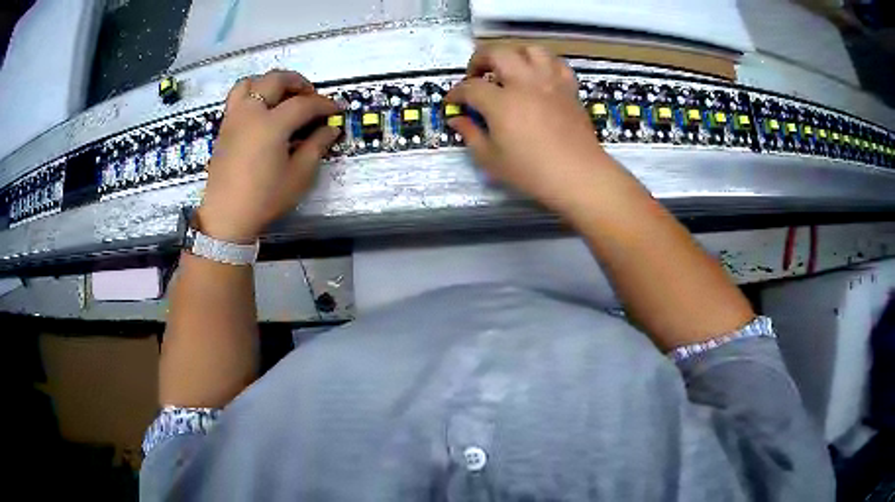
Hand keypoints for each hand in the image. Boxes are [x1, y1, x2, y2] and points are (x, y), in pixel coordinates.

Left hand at [198, 69, 340, 242]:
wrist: (227, 216)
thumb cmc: (265, 199)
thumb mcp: (299, 176)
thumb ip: (317, 146)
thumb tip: (331, 128)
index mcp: (271, 124)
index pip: (303, 104)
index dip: (324, 104)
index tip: (337, 109)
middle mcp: (251, 113)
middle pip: (275, 80)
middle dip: (298, 82)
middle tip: (310, 96)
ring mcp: (234, 118)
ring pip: (251, 82)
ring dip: (270, 83)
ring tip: (281, 96)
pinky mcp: (224, 127)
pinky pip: (237, 97)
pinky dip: (253, 93)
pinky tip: (262, 111)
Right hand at [446, 46, 615, 216]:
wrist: (579, 175)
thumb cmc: (532, 172)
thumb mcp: (491, 159)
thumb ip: (471, 135)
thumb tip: (457, 119)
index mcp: (501, 102)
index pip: (470, 87)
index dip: (456, 93)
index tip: (453, 101)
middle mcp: (524, 83)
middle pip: (497, 53)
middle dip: (479, 59)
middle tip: (476, 74)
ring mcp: (550, 82)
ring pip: (530, 49)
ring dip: (513, 53)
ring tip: (508, 67)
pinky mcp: (569, 88)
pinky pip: (556, 63)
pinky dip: (544, 63)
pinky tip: (538, 75)